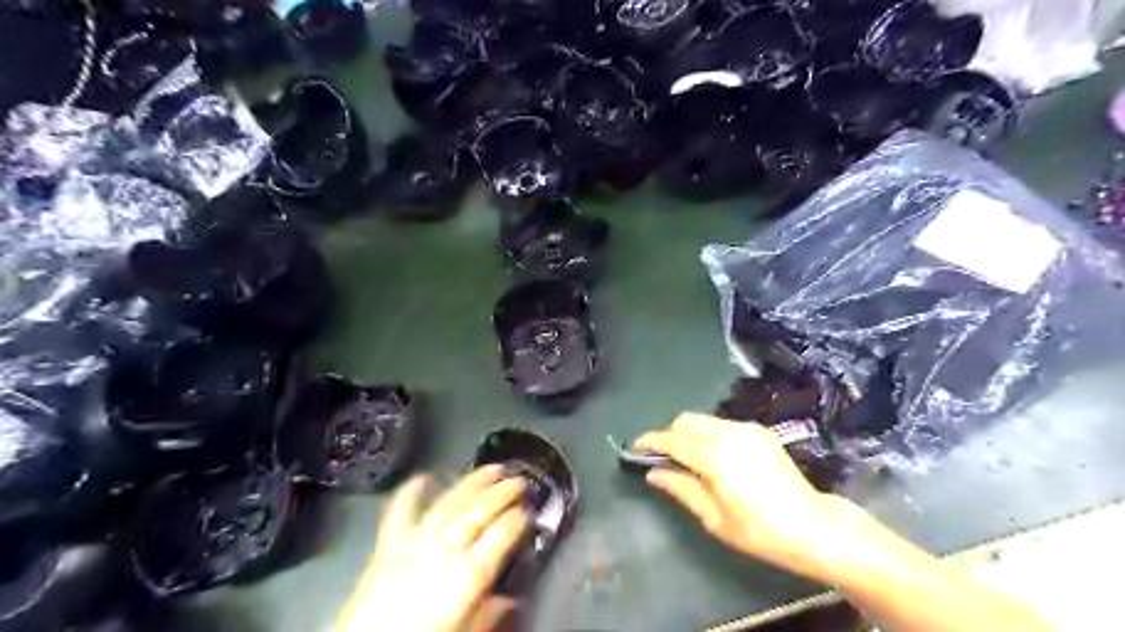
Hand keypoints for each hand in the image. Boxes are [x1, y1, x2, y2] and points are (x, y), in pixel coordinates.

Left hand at [332, 466, 532, 631]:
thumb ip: (489, 615)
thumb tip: (510, 600)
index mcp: (465, 576)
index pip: (500, 536)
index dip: (518, 519)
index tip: (529, 510)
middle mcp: (442, 551)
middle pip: (479, 512)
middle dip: (503, 492)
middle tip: (520, 481)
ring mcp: (414, 542)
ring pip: (450, 503)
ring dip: (474, 482)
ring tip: (493, 468)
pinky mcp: (388, 544)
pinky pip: (401, 511)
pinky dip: (412, 491)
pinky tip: (423, 477)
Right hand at [636, 411, 863, 580]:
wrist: (811, 526)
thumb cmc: (759, 531)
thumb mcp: (714, 518)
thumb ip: (681, 488)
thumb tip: (654, 473)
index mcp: (715, 457)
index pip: (672, 439)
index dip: (650, 441)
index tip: (636, 447)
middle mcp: (728, 434)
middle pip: (685, 421)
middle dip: (670, 435)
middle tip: (665, 459)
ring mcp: (746, 429)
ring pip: (703, 420)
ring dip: (689, 434)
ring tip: (690, 460)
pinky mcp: (758, 430)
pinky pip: (722, 424)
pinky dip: (709, 434)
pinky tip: (716, 458)